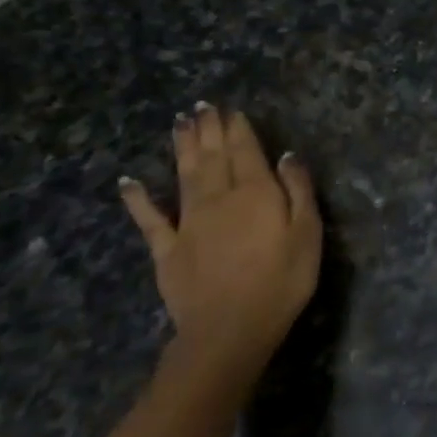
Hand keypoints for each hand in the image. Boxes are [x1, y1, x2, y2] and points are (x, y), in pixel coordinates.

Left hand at [119, 104, 321, 377]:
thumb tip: (287, 155)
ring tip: (179, 123)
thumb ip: (298, 190)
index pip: (246, 151)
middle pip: (213, 156)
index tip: (231, 110)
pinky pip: (150, 219)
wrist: (230, 329)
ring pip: (184, 175)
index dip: (238, 129)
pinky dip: (138, 199)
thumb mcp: (308, 233)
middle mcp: (219, 198)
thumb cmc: (282, 280)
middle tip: (202, 106)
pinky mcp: (167, 249)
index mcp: (255, 192)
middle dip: (208, 130)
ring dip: (181, 147)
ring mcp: (188, 222)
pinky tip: (128, 182)